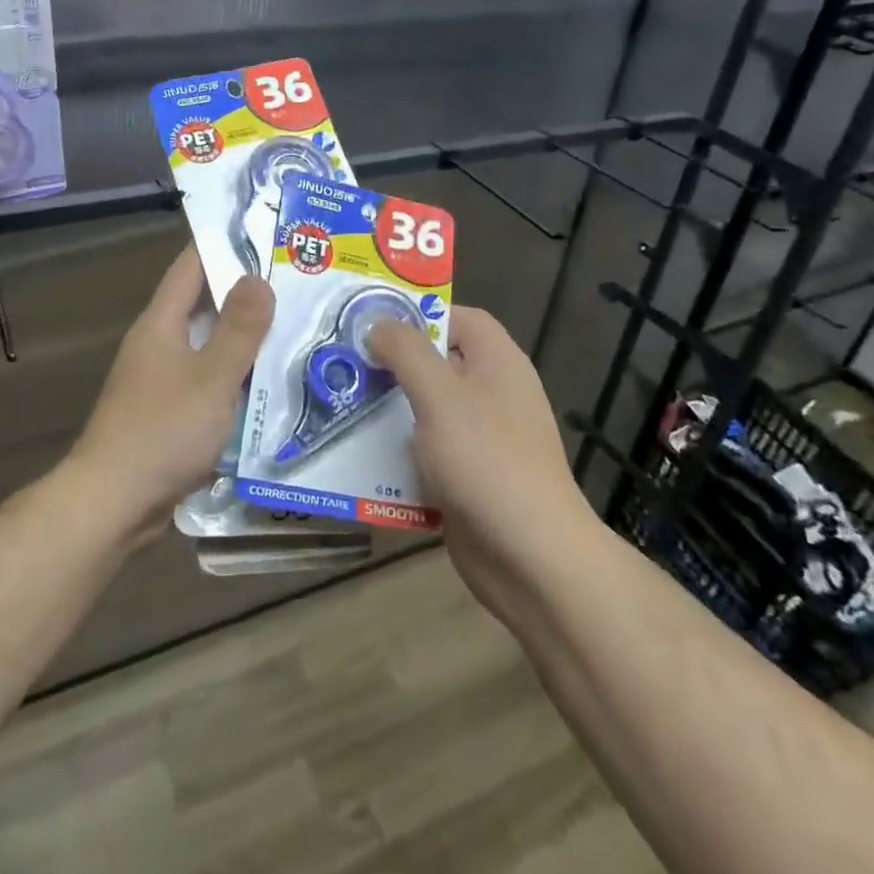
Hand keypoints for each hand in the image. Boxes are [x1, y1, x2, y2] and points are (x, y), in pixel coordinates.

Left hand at [67, 247, 273, 541]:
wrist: (113, 504)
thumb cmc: (162, 431)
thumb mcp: (212, 377)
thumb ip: (239, 328)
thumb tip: (259, 277)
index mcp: (161, 323)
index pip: (191, 265)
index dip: (224, 243)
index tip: (265, 232)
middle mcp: (158, 343)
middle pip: (203, 303)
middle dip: (246, 291)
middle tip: (297, 281)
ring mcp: (161, 379)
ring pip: (209, 344)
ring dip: (245, 336)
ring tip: (295, 325)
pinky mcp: (169, 412)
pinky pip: (209, 379)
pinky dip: (236, 374)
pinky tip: (271, 381)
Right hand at [368, 308, 589, 611]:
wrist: (532, 559)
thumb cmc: (486, 461)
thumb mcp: (439, 395)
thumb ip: (406, 351)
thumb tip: (378, 324)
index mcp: (497, 361)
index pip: (457, 318)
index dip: (418, 314)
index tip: (371, 323)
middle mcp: (493, 393)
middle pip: (439, 363)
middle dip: (393, 364)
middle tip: (345, 364)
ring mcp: (483, 438)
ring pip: (428, 410)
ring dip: (389, 410)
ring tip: (341, 406)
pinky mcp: (470, 477)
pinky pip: (428, 452)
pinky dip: (400, 452)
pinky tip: (362, 457)